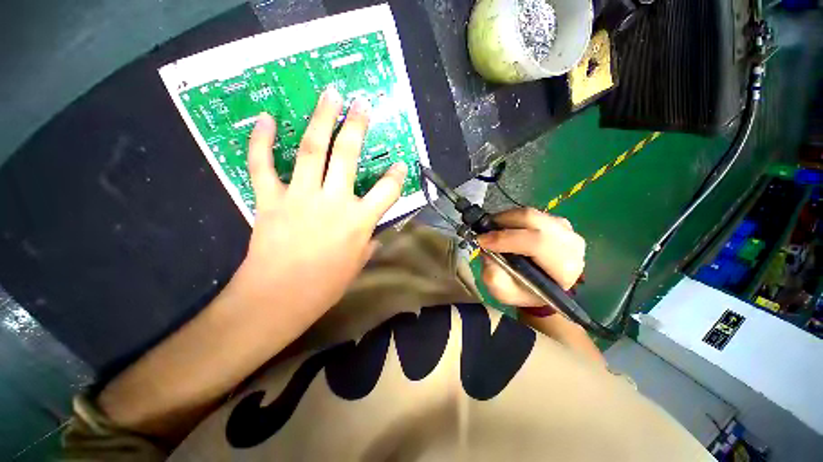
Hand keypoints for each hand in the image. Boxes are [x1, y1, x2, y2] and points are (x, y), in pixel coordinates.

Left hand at [232, 86, 406, 323]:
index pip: (388, 191)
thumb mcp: (356, 266)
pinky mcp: (270, 199)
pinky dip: (261, 141)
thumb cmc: (324, 288)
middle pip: (347, 155)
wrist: (278, 299)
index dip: (397, 176)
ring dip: (321, 118)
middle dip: (357, 126)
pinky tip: (265, 118)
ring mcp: (300, 196)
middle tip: (362, 103)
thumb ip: (368, 245)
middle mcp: (333, 201)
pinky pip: (262, 165)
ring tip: (329, 95)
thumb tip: (374, 235)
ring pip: (311, 149)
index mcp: (359, 221)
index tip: (400, 166)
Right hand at [477, 208, 585, 307]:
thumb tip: (487, 250)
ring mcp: (568, 230)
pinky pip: (532, 213)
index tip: (481, 240)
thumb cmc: (524, 292)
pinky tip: (506, 228)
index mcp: (564, 268)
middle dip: (502, 223)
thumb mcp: (504, 293)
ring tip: (493, 230)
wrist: (542, 287)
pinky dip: (513, 218)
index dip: (504, 239)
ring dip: (506, 219)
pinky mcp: (560, 222)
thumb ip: (494, 276)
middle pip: (533, 220)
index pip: (536, 243)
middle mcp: (571, 245)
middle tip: (484, 230)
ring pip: (531, 214)